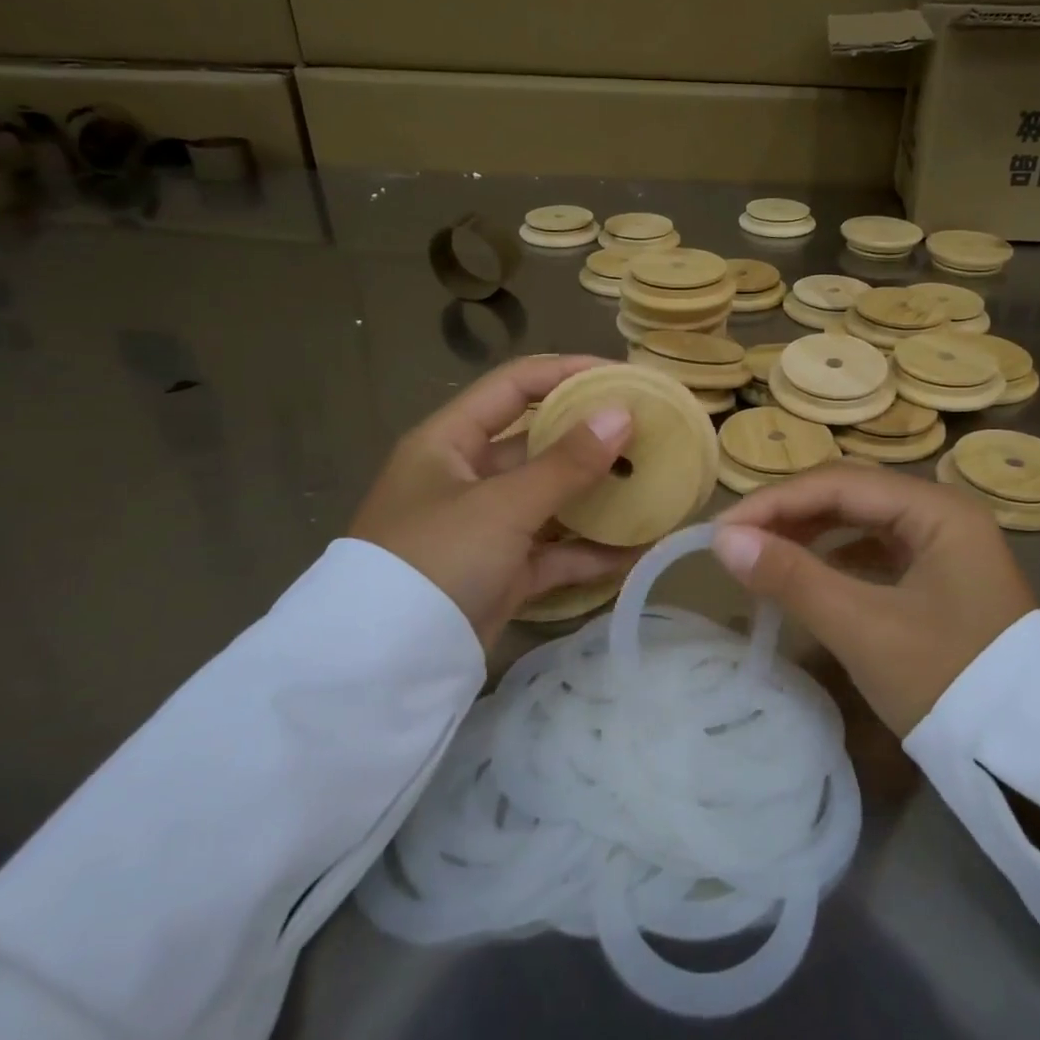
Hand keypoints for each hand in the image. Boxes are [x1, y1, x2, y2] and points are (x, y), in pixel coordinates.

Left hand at [348, 356, 636, 645]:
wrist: (386, 666)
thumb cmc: (436, 559)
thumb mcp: (502, 505)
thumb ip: (566, 462)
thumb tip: (623, 413)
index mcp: (450, 442)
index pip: (515, 386)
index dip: (568, 373)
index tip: (624, 378)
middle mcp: (467, 477)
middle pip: (539, 442)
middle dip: (593, 438)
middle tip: (649, 434)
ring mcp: (486, 528)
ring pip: (552, 500)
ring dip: (598, 496)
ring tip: (653, 486)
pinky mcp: (502, 573)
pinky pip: (554, 551)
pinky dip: (590, 551)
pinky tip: (637, 549)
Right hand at [713, 466, 1036, 735]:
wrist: (1025, 755)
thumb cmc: (946, 680)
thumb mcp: (862, 628)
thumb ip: (792, 577)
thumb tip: (723, 541)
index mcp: (937, 509)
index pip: (840, 483)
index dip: (774, 502)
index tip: (722, 530)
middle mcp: (944, 512)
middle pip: (851, 495)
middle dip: (790, 513)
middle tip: (736, 541)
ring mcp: (946, 544)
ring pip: (862, 521)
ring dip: (810, 533)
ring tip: (762, 554)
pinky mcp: (941, 577)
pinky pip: (876, 550)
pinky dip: (836, 558)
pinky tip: (808, 573)